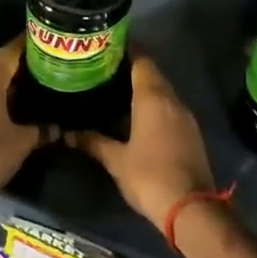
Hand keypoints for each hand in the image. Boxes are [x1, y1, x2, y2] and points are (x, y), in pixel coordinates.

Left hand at [0, 38, 49, 203]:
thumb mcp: (22, 142)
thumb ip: (41, 131)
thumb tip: (58, 128)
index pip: (9, 53)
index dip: (25, 46)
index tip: (42, 42)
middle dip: (19, 71)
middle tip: (44, 72)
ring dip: (6, 90)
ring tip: (31, 94)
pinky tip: (10, 116)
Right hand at [67, 54, 215, 227]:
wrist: (190, 208)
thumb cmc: (149, 176)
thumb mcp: (115, 160)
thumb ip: (91, 142)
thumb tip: (66, 134)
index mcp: (153, 98)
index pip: (141, 60)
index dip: (125, 51)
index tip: (105, 49)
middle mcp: (172, 100)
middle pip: (152, 73)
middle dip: (130, 69)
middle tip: (103, 71)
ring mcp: (185, 116)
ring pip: (163, 91)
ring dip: (143, 88)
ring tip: (115, 91)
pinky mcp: (191, 133)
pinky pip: (170, 108)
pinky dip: (154, 105)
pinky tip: (136, 116)